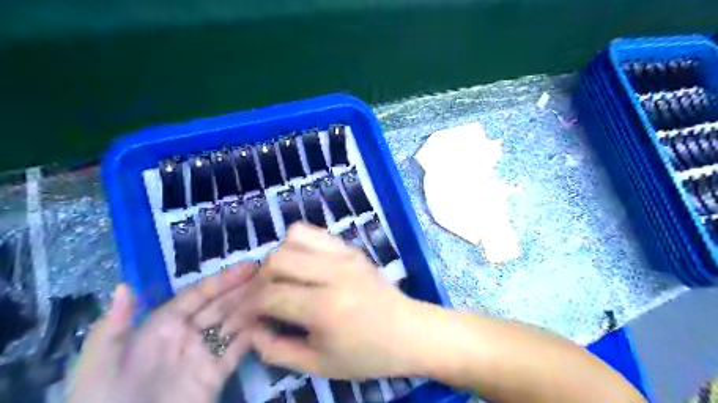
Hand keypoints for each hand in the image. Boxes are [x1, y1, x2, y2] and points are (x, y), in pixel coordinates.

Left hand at [70, 263, 258, 402]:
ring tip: (272, 292)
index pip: (198, 295)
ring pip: (232, 323)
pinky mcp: (215, 374)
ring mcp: (203, 353)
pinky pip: (237, 350)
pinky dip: (252, 336)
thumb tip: (124, 285)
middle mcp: (187, 334)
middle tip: (268, 274)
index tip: (247, 267)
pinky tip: (267, 322)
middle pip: (220, 305)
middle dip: (242, 289)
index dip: (222, 280)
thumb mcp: (98, 364)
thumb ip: (113, 326)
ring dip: (251, 307)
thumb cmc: (105, 401)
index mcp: (162, 325)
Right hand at [244, 226, 421, 378]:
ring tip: (284, 280)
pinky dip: (299, 245)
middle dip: (260, 280)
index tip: (245, 316)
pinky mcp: (351, 248)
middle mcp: (333, 272)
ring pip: (293, 237)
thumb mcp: (319, 365)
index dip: (248, 306)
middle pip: (277, 259)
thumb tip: (250, 330)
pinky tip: (303, 267)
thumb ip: (277, 350)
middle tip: (263, 299)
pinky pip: (314, 233)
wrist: (409, 331)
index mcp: (325, 307)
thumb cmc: (367, 354)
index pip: (270, 296)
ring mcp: (344, 254)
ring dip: (279, 258)